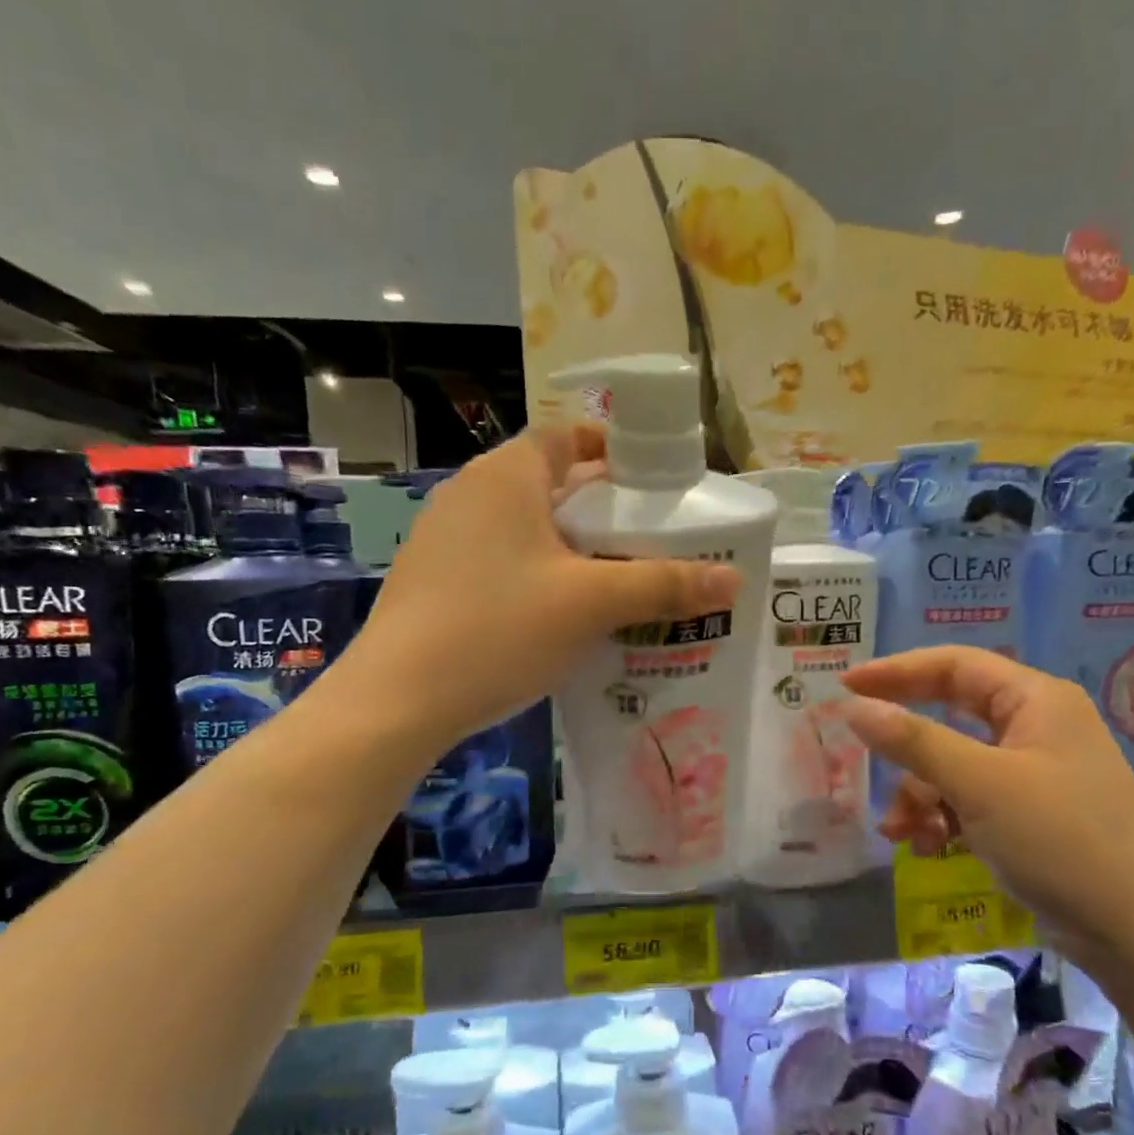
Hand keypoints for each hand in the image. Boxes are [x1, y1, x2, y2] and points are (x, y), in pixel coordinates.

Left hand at [333, 427, 739, 748]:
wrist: (398, 699)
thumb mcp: (591, 604)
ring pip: (524, 528)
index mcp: (507, 476)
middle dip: (600, 508)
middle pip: (549, 484)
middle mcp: (470, 494)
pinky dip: (536, 574)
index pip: (566, 436)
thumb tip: (734, 580)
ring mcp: (444, 538)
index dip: (611, 450)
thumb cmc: (499, 628)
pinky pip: (500, 561)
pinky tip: (560, 616)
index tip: (651, 481)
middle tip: (648, 540)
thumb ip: (663, 585)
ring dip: (569, 546)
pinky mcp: (433, 580)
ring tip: (615, 580)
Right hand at [840, 646, 1133, 987]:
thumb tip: (853, 707)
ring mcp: (1035, 772)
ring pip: (954, 763)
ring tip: (900, 831)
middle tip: (859, 747)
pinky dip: (943, 817)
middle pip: (951, 714)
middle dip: (906, 744)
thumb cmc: (1061, 841)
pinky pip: (970, 798)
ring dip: (921, 793)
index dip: (896, 671)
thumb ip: (913, 741)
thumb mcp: (979, 785)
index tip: (846, 686)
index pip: (954, 665)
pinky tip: (927, 846)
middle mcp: (1036, 726)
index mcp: (1036, 700)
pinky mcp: (1032, 814)